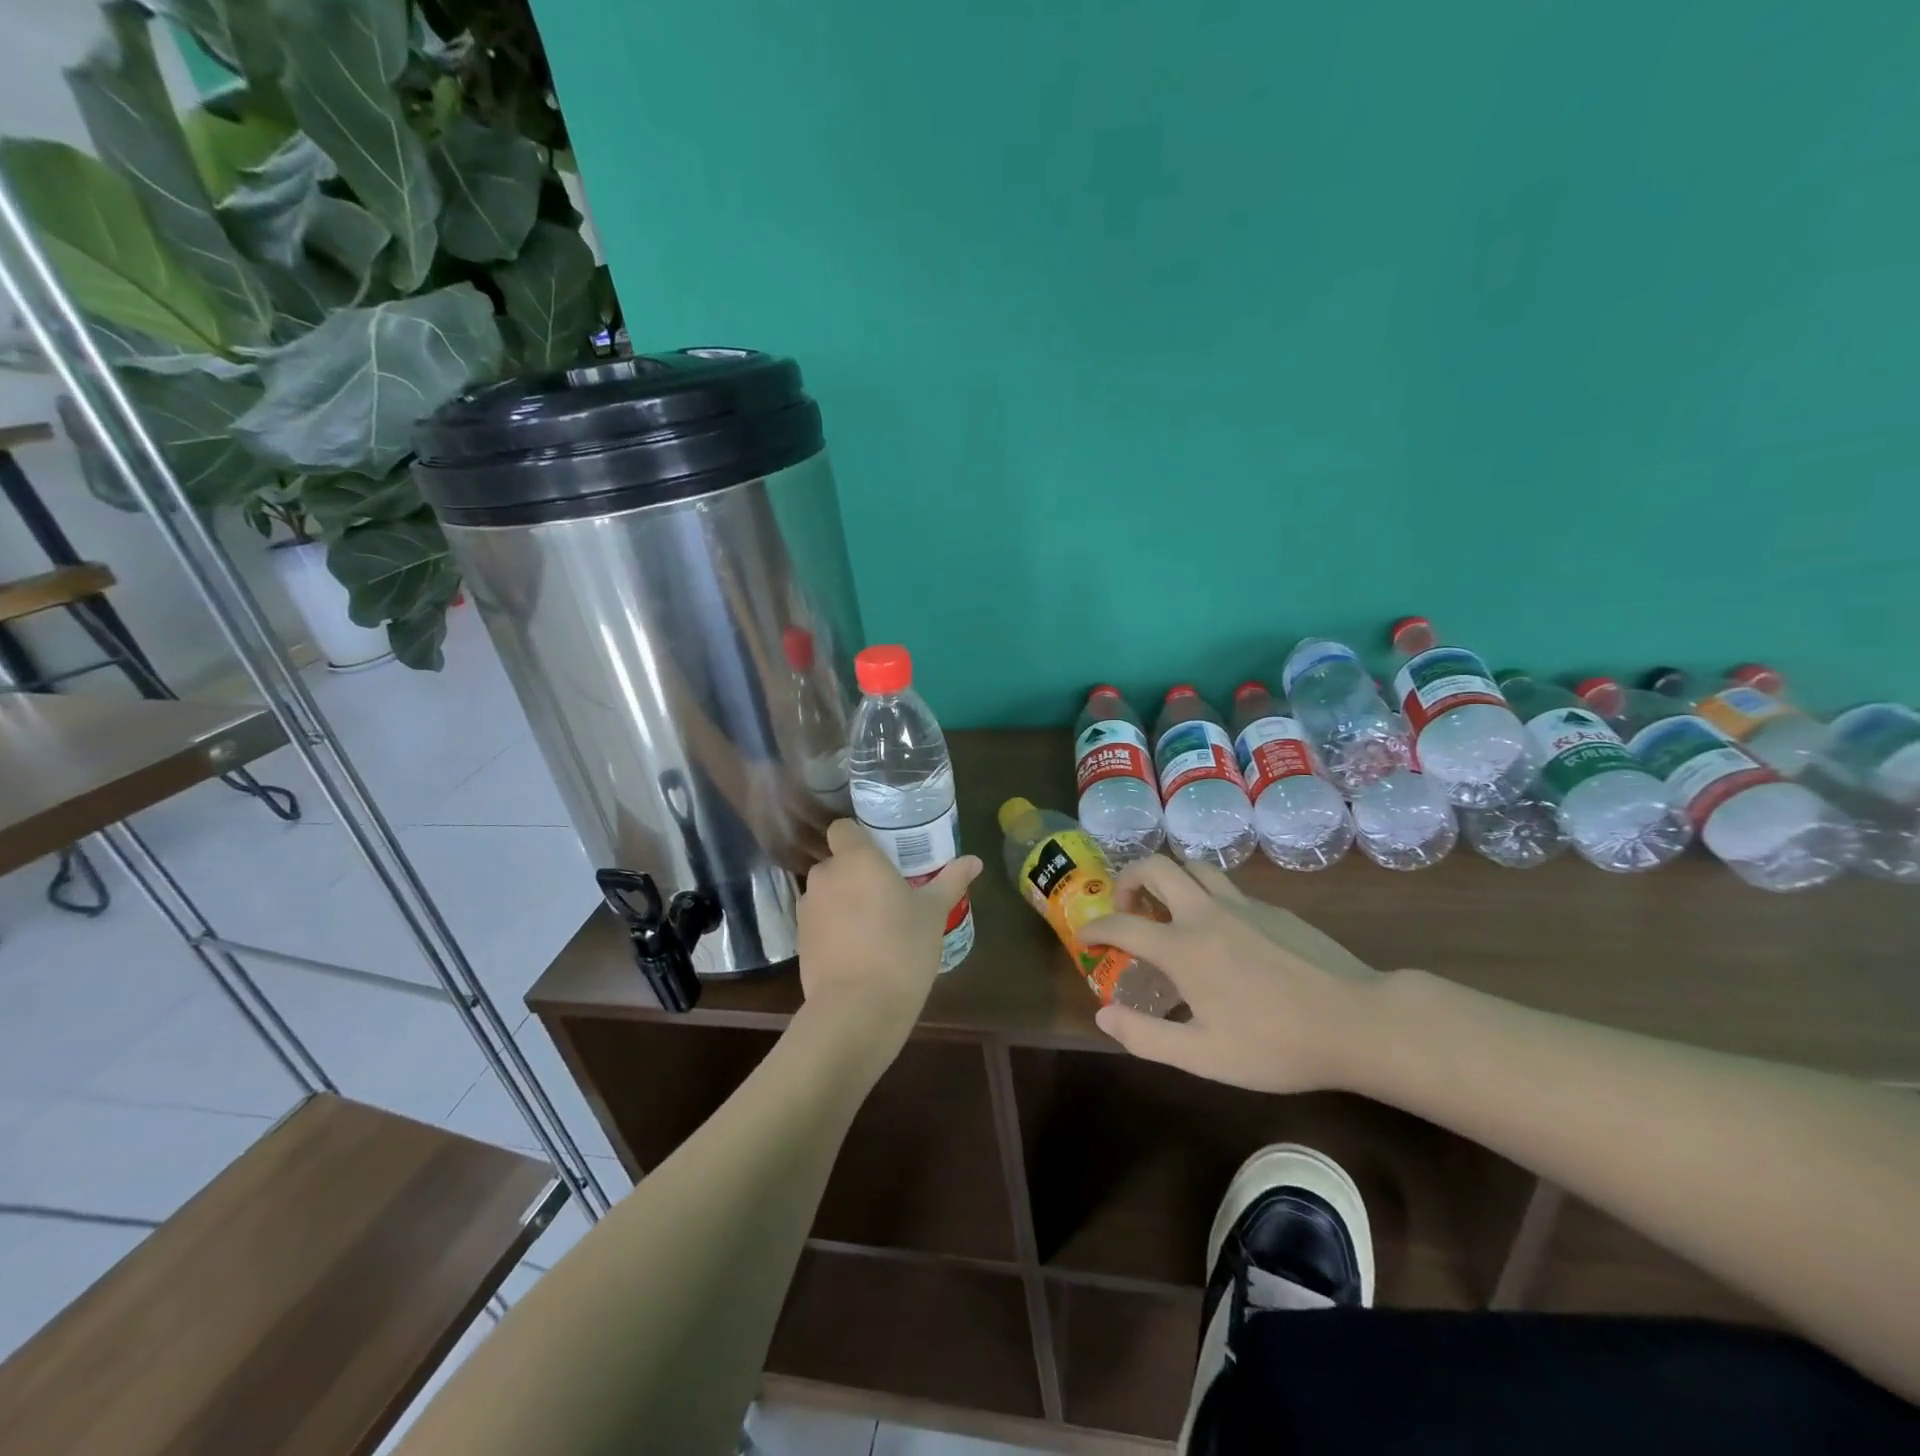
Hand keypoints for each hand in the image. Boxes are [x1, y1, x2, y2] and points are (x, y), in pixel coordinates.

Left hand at [797, 819, 980, 1047]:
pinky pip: (819, 921)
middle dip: (856, 874)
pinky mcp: (800, 940)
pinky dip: (833, 928)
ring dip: (843, 901)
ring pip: (827, 892)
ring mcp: (807, 908)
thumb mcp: (933, 914)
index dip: (858, 837)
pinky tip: (858, 951)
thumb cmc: (901, 949)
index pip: (842, 828)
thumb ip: (951, 881)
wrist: (857, 1009)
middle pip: (837, 862)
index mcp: (856, 859)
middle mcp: (825, 875)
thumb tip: (975, 860)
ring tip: (873, 927)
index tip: (881, 855)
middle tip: (886, 895)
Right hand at [1081, 857, 1383, 1093]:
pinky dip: (1205, 895)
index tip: (1085, 938)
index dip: (1095, 928)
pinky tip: (1221, 932)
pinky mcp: (1272, 908)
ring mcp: (1242, 905)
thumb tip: (1102, 1014)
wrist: (1356, 1023)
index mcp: (1182, 947)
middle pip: (1155, 866)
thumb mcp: (1203, 1056)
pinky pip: (1226, 887)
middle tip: (1127, 909)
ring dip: (1169, 879)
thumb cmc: (1275, 1045)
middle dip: (1128, 878)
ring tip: (1169, 911)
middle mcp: (1205, 913)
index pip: (1121, 925)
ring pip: (1193, 867)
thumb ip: (1145, 1036)